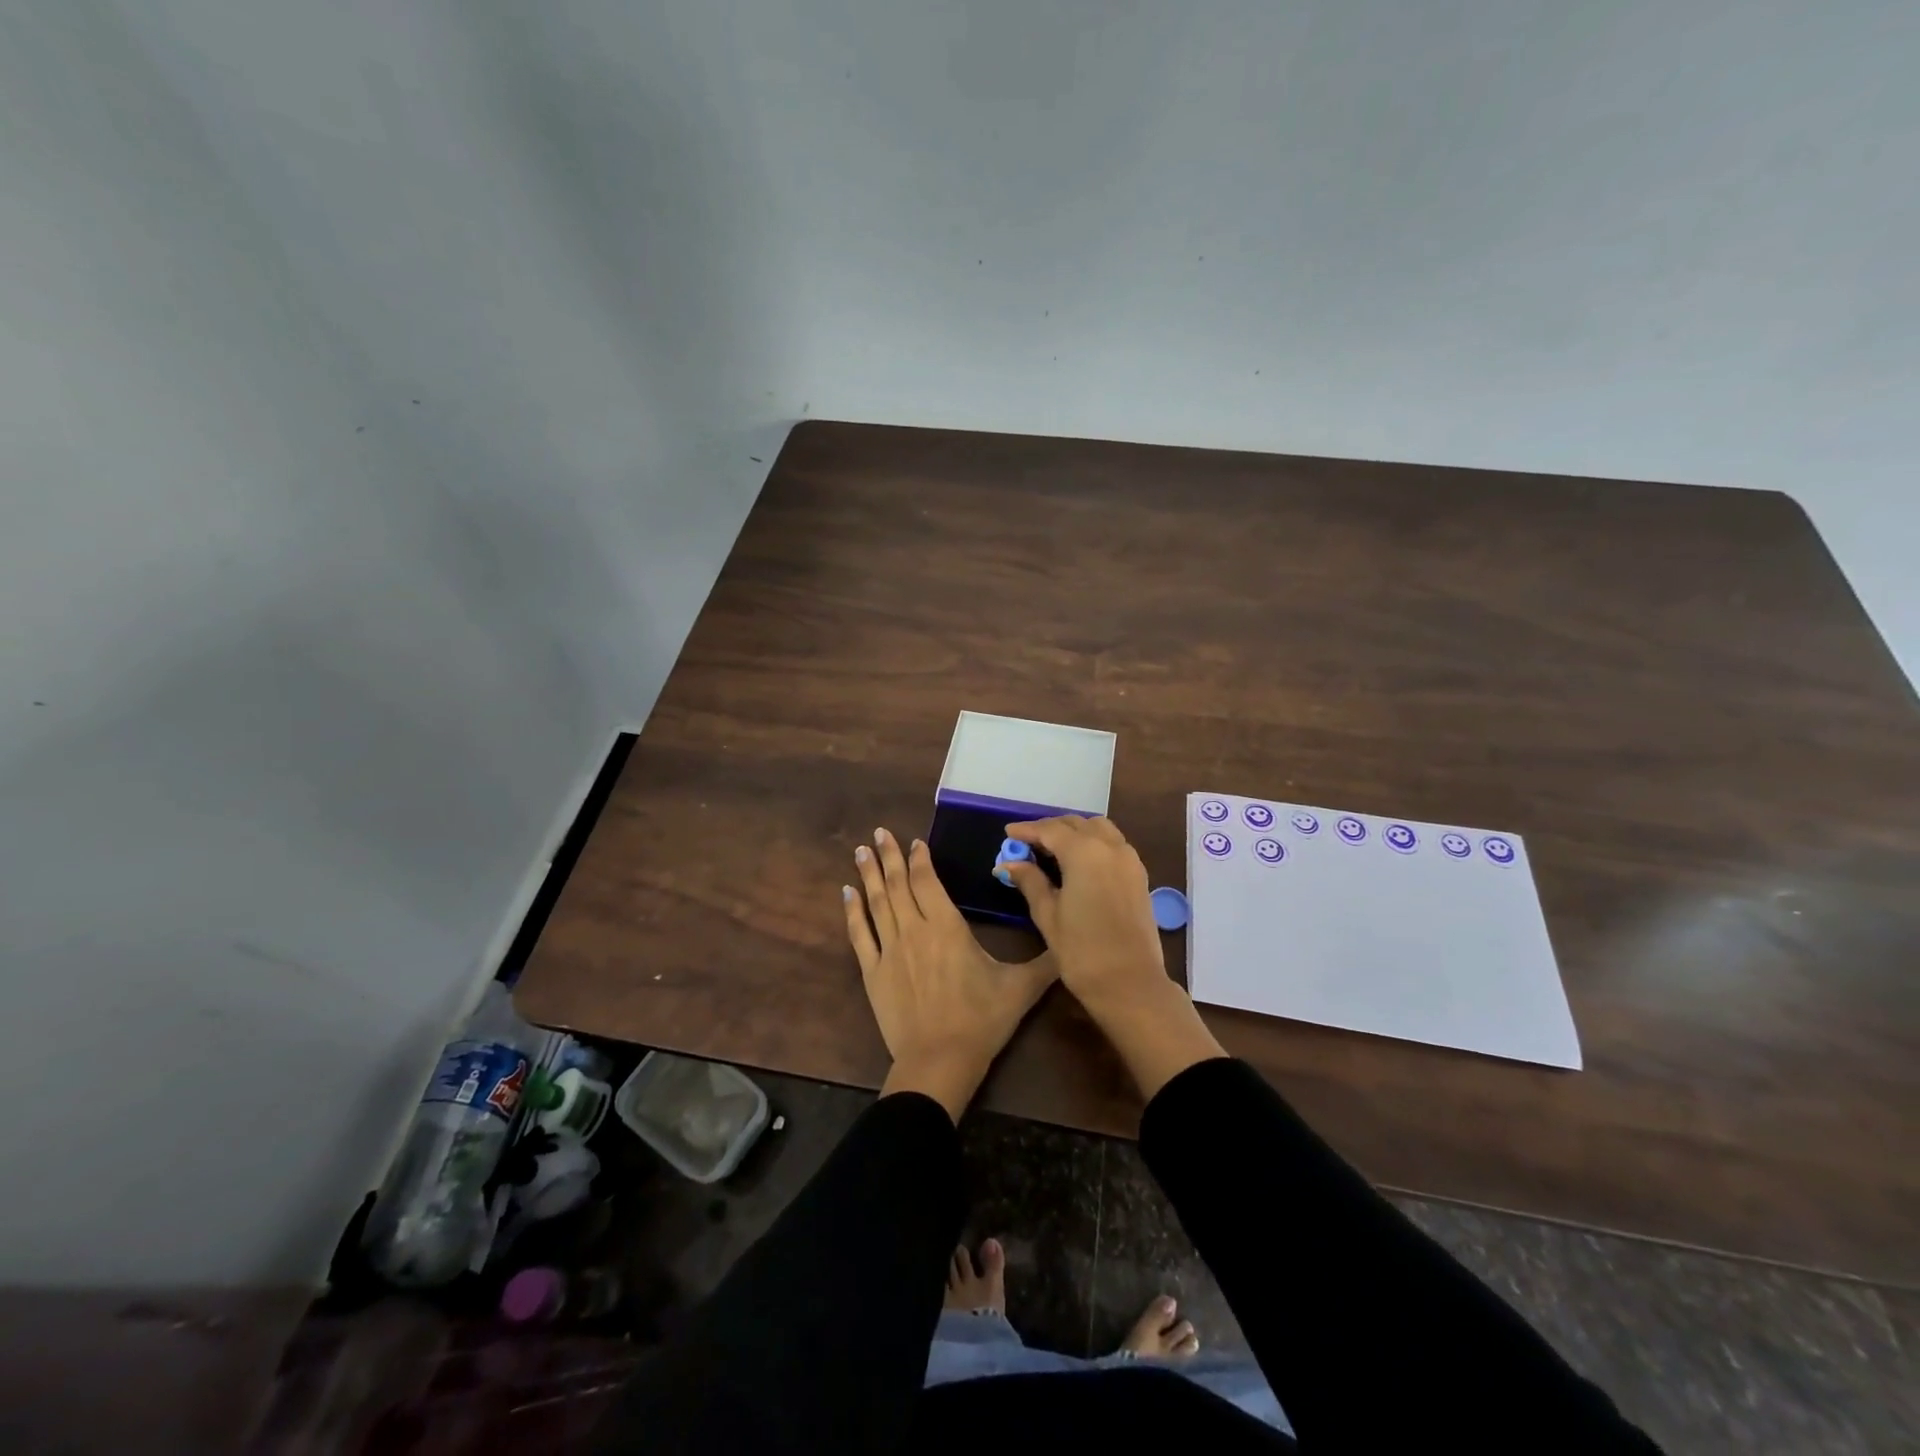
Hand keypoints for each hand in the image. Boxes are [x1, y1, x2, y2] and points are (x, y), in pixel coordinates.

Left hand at [844, 827, 1056, 1120]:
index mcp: (947, 926)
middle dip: (889, 855)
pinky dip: (852, 911)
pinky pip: (860, 934)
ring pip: (877, 902)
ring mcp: (889, 949)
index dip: (921, 859)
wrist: (939, 1061)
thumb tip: (1069, 941)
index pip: (928, 881)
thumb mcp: (1021, 988)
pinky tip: (846, 892)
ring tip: (861, 850)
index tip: (915, 842)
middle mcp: (914, 929)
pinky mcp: (873, 972)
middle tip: (878, 832)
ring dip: (869, 874)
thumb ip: (1045, 961)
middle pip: (898, 884)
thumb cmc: (981, 1020)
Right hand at [1001, 816, 1224, 1101]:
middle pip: (1076, 824)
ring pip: (1099, 829)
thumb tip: (1008, 863)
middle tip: (1027, 843)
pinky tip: (1078, 861)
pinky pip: (1113, 844)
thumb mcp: (1048, 915)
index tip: (1008, 834)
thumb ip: (1030, 881)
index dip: (1027, 830)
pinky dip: (1093, 842)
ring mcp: (1129, 859)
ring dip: (1074, 831)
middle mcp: (1110, 847)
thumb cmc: (1082, 951)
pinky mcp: (1139, 875)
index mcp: (1084, 852)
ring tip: (1052, 848)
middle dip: (1050, 829)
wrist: (1130, 983)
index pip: (1050, 830)